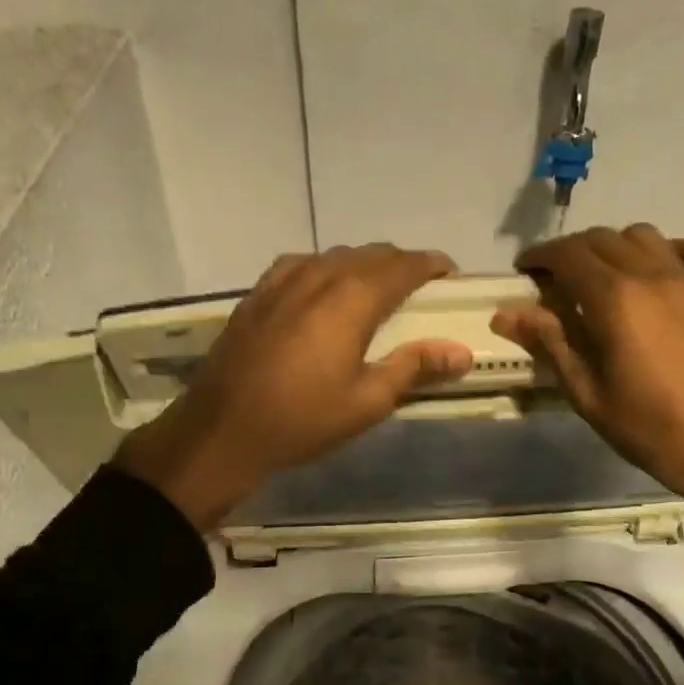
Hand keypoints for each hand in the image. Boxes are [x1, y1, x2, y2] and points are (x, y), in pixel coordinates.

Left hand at [115, 245, 473, 530]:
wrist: (222, 430)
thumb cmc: (303, 419)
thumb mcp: (368, 401)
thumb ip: (414, 367)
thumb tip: (461, 352)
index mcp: (352, 298)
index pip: (403, 265)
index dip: (430, 264)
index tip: (449, 273)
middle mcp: (319, 276)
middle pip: (369, 254)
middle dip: (400, 263)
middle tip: (419, 287)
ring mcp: (282, 281)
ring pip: (334, 256)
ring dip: (362, 264)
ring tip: (375, 288)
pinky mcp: (257, 294)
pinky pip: (301, 265)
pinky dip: (325, 269)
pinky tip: (322, 289)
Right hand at [492, 224, 683, 566]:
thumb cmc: (651, 429)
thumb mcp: (587, 393)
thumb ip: (550, 343)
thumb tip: (506, 313)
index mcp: (615, 300)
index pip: (568, 255)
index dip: (540, 256)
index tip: (524, 270)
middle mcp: (652, 274)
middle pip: (602, 238)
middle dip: (570, 251)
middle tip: (554, 280)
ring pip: (643, 235)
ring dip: (613, 247)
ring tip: (601, 277)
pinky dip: (664, 251)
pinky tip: (656, 274)